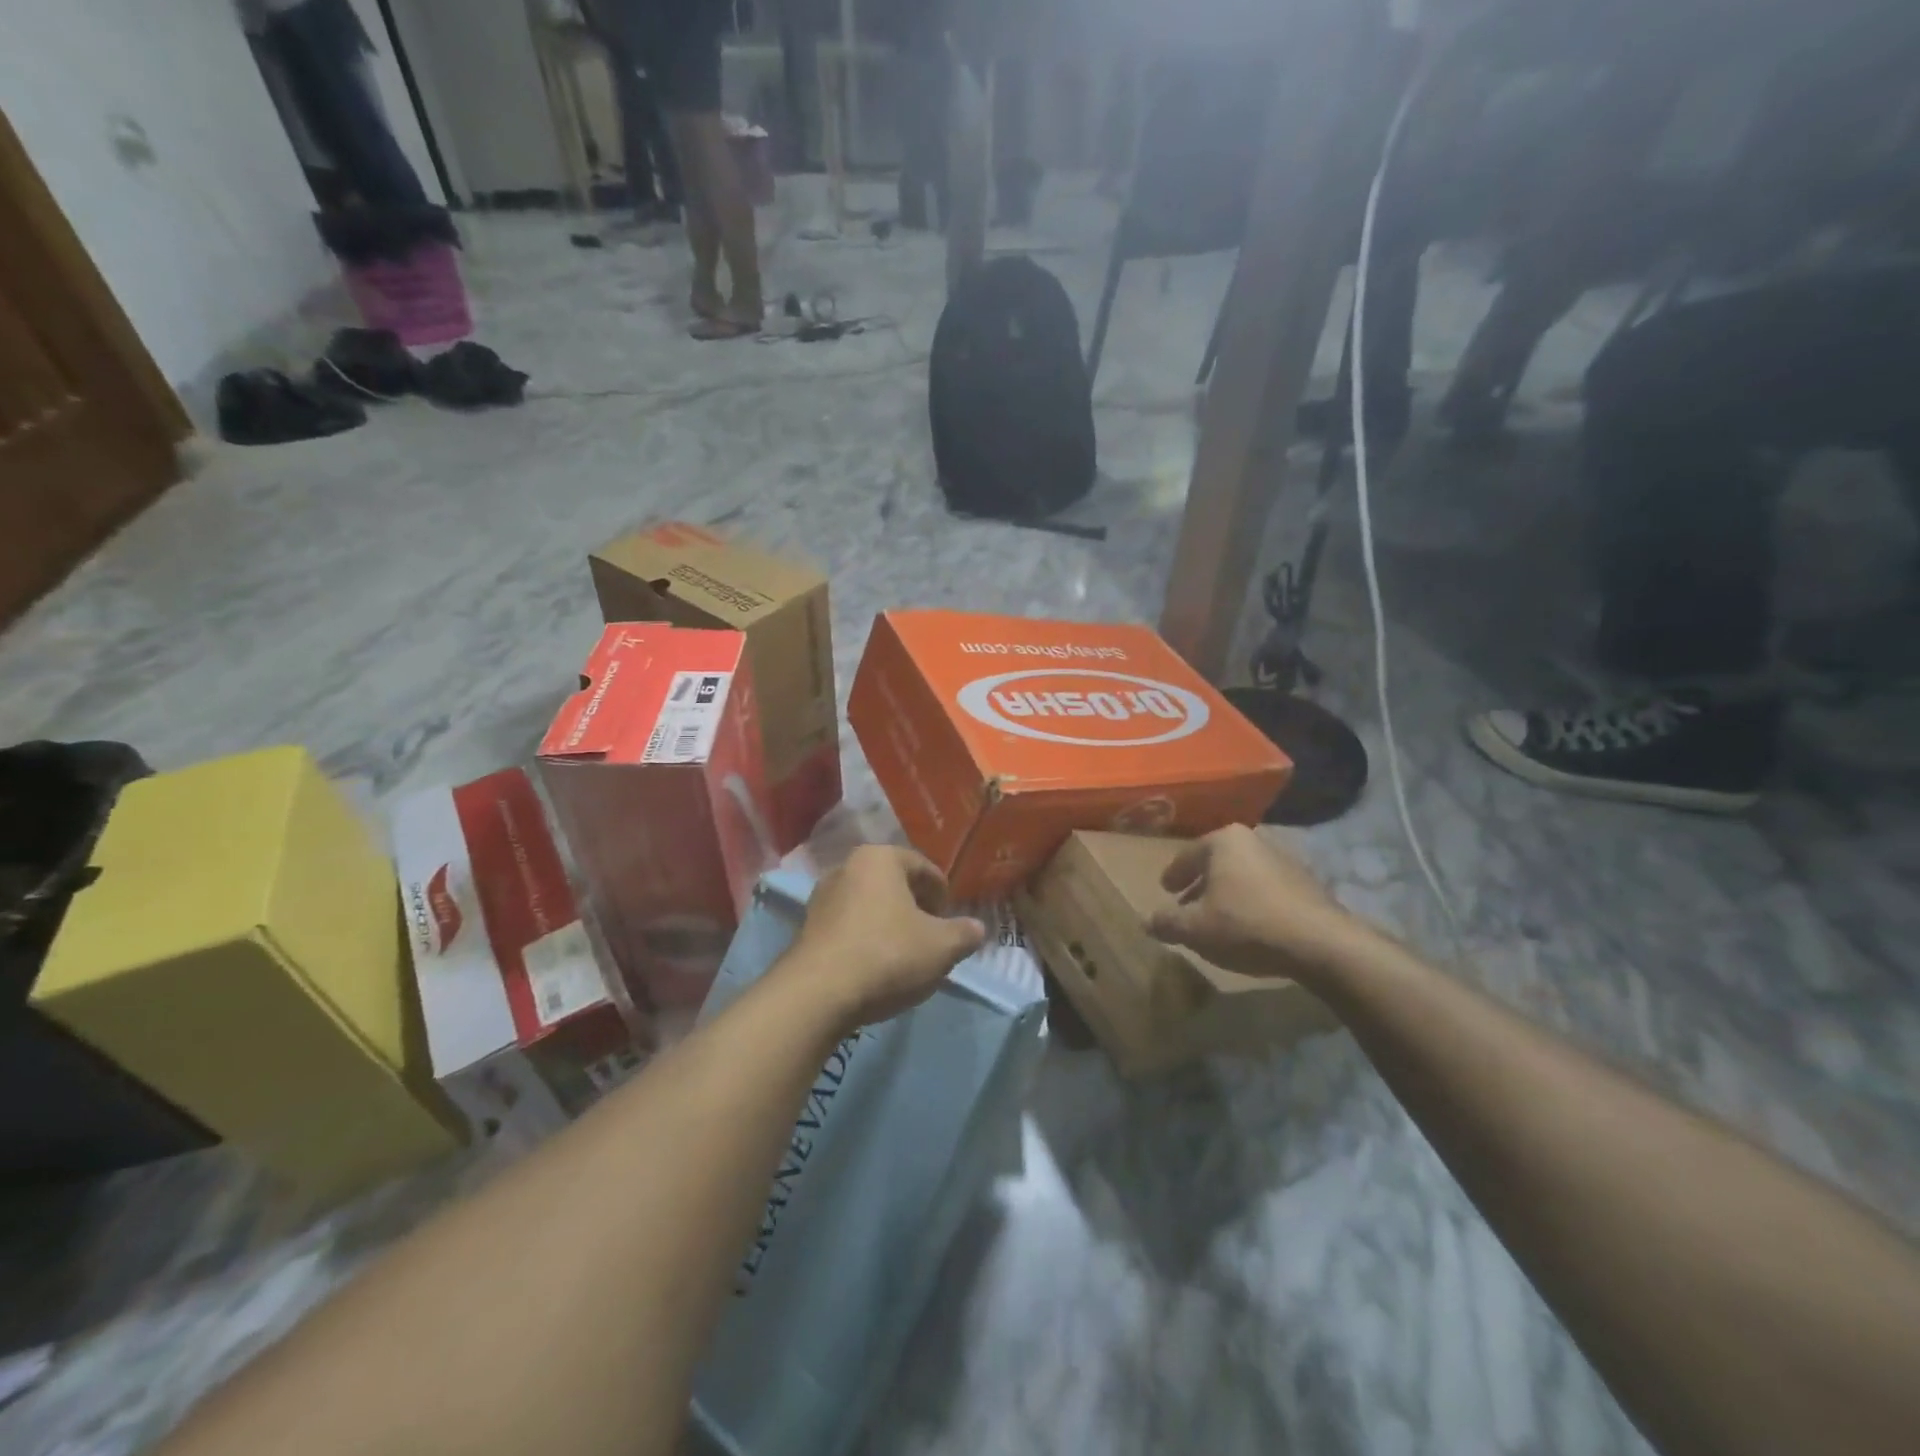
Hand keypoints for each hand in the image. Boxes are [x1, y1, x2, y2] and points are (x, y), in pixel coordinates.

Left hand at [787, 846, 985, 1026]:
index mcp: (880, 858)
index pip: (923, 867)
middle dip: (915, 908)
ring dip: (889, 924)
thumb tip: (976, 928)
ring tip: (905, 955)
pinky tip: (876, 967)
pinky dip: (866, 940)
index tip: (950, 921)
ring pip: (869, 905)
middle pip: (893, 884)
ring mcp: (822, 897)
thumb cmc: (888, 955)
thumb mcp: (942, 947)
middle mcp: (847, 867)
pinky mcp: (806, 928)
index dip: (942, 893)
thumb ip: (964, 933)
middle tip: (931, 937)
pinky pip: (848, 926)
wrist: (818, 993)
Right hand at [1148, 825, 1366, 981]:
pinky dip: (1252, 902)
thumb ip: (1166, 922)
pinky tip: (1249, 926)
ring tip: (1217, 918)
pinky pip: (1266, 889)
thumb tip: (1147, 921)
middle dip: (1201, 883)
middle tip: (1186, 903)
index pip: (1188, 855)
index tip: (1165, 889)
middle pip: (1217, 862)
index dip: (1173, 874)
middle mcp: (1254, 840)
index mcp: (1224, 840)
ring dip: (1227, 893)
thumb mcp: (1195, 929)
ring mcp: (1285, 859)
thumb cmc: (1247, 924)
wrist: (1320, 943)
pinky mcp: (1307, 883)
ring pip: (1242, 875)